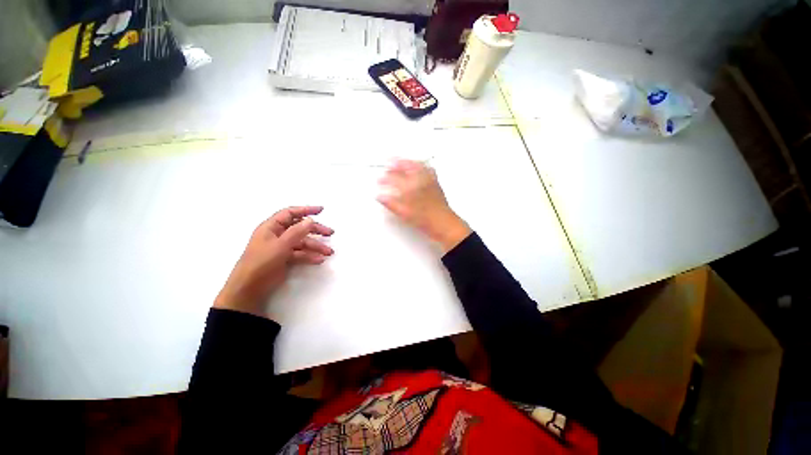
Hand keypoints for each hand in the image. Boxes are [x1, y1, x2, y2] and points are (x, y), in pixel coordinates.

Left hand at [213, 206, 333, 317]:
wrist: (249, 288)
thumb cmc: (261, 262)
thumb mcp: (280, 245)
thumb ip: (296, 232)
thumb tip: (311, 220)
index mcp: (271, 227)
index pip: (290, 213)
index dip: (306, 210)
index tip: (321, 210)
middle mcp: (277, 235)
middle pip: (300, 228)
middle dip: (316, 230)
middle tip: (330, 233)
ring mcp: (282, 247)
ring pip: (302, 242)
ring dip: (316, 246)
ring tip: (329, 252)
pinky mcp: (285, 258)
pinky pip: (300, 254)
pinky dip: (310, 256)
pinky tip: (319, 260)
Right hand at [378, 160, 470, 252]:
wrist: (443, 223)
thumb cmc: (426, 220)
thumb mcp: (404, 213)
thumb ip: (390, 203)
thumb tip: (381, 197)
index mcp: (410, 188)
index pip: (394, 178)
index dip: (385, 179)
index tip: (380, 180)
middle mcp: (420, 181)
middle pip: (405, 167)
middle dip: (394, 165)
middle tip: (388, 165)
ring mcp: (429, 180)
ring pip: (416, 164)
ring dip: (407, 162)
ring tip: (400, 161)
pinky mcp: (435, 182)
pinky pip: (427, 168)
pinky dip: (420, 165)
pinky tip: (418, 166)